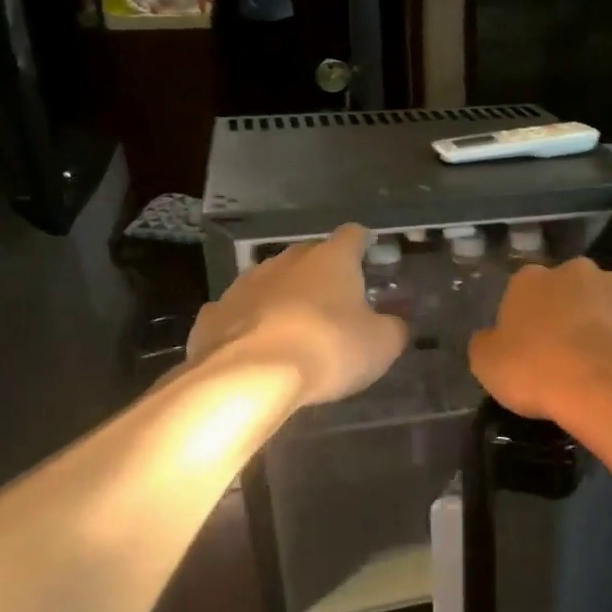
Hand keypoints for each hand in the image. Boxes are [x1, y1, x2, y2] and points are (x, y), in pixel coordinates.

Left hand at [187, 223, 407, 404]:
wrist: (249, 376)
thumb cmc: (328, 350)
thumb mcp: (382, 345)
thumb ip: (394, 328)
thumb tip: (397, 323)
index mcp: (331, 260)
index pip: (353, 235)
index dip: (364, 245)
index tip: (370, 259)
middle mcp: (287, 261)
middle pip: (310, 256)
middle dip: (324, 274)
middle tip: (338, 303)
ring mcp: (245, 284)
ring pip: (272, 281)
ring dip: (285, 297)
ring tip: (296, 328)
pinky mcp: (214, 313)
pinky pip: (240, 312)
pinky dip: (251, 323)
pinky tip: (257, 347)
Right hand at [469, 258, 611, 421]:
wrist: (609, 386)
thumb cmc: (538, 371)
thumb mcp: (487, 364)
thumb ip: (487, 343)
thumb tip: (492, 337)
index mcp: (532, 279)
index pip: (524, 291)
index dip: (527, 320)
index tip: (530, 349)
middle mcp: (579, 271)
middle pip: (571, 290)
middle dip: (571, 314)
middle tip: (567, 355)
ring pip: (611, 303)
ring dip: (606, 324)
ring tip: (604, 364)